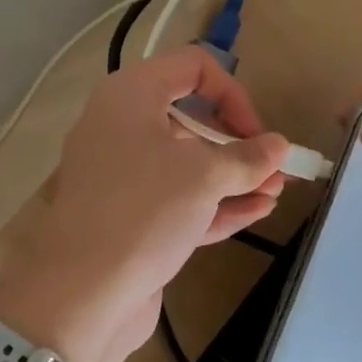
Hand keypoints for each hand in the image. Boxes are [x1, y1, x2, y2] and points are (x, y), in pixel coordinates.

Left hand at [0, 48, 289, 361]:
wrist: (83, 294)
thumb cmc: (143, 210)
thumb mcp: (203, 176)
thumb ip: (246, 158)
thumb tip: (278, 146)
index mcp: (129, 96)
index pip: (190, 67)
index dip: (232, 93)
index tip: (256, 132)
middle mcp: (121, 128)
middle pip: (189, 120)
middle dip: (237, 144)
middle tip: (276, 169)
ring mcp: (122, 177)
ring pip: (185, 166)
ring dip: (233, 178)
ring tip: (276, 192)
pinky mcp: (128, 218)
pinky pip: (176, 201)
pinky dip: (214, 204)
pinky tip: (256, 211)